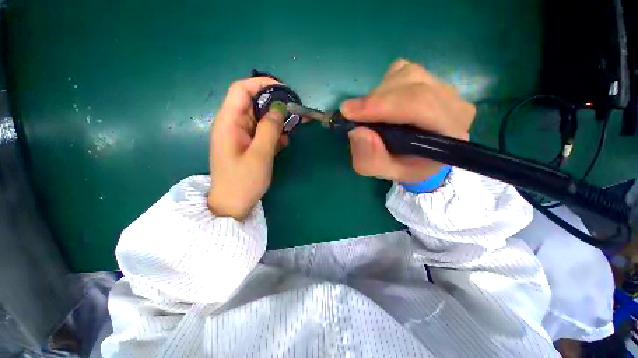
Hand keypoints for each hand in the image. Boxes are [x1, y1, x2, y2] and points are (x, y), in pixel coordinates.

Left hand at [208, 77, 288, 219]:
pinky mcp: (248, 144)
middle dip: (275, 105)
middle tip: (295, 112)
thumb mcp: (260, 154)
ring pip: (260, 118)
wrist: (233, 204)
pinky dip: (274, 134)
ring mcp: (240, 135)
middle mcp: (233, 124)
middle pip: (253, 103)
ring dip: (277, 122)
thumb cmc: (244, 181)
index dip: (262, 84)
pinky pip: (262, 132)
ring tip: (293, 129)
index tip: (285, 90)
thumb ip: (270, 129)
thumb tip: (280, 107)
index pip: (241, 90)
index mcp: (229, 122)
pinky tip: (283, 143)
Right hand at [340, 59, 475, 182]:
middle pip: (412, 86)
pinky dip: (383, 86)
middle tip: (351, 114)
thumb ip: (371, 159)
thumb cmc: (403, 165)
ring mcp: (444, 87)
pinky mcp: (430, 78)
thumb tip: (357, 132)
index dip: (383, 106)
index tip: (349, 113)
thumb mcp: (383, 171)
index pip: (420, 106)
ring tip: (368, 114)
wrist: (417, 156)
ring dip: (378, 94)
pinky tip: (381, 104)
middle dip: (376, 100)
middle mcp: (454, 104)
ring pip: (406, 75)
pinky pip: (402, 71)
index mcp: (449, 133)